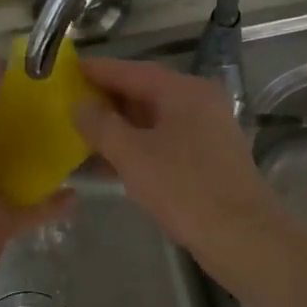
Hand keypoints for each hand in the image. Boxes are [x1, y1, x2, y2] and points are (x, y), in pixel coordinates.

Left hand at [0, 37, 72, 300]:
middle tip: (79, 102)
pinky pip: (33, 206)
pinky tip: (78, 193)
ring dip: (45, 155)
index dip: (8, 78)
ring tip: (84, 141)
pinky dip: (53, 201)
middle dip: (35, 116)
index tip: (49, 67)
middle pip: (5, 128)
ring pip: (20, 165)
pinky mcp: (2, 220)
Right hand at [71, 58, 288, 276]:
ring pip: (153, 121)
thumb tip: (78, 104)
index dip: (97, 71)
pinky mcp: (207, 160)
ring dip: (118, 128)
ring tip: (79, 135)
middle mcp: (199, 103)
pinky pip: (163, 143)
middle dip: (105, 100)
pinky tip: (108, 164)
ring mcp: (206, 132)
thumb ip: (101, 125)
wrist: (241, 236)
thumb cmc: (184, 188)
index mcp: (184, 91)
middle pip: (144, 92)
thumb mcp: (133, 154)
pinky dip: (137, 148)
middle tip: (66, 105)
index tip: (65, 70)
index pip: (132, 70)